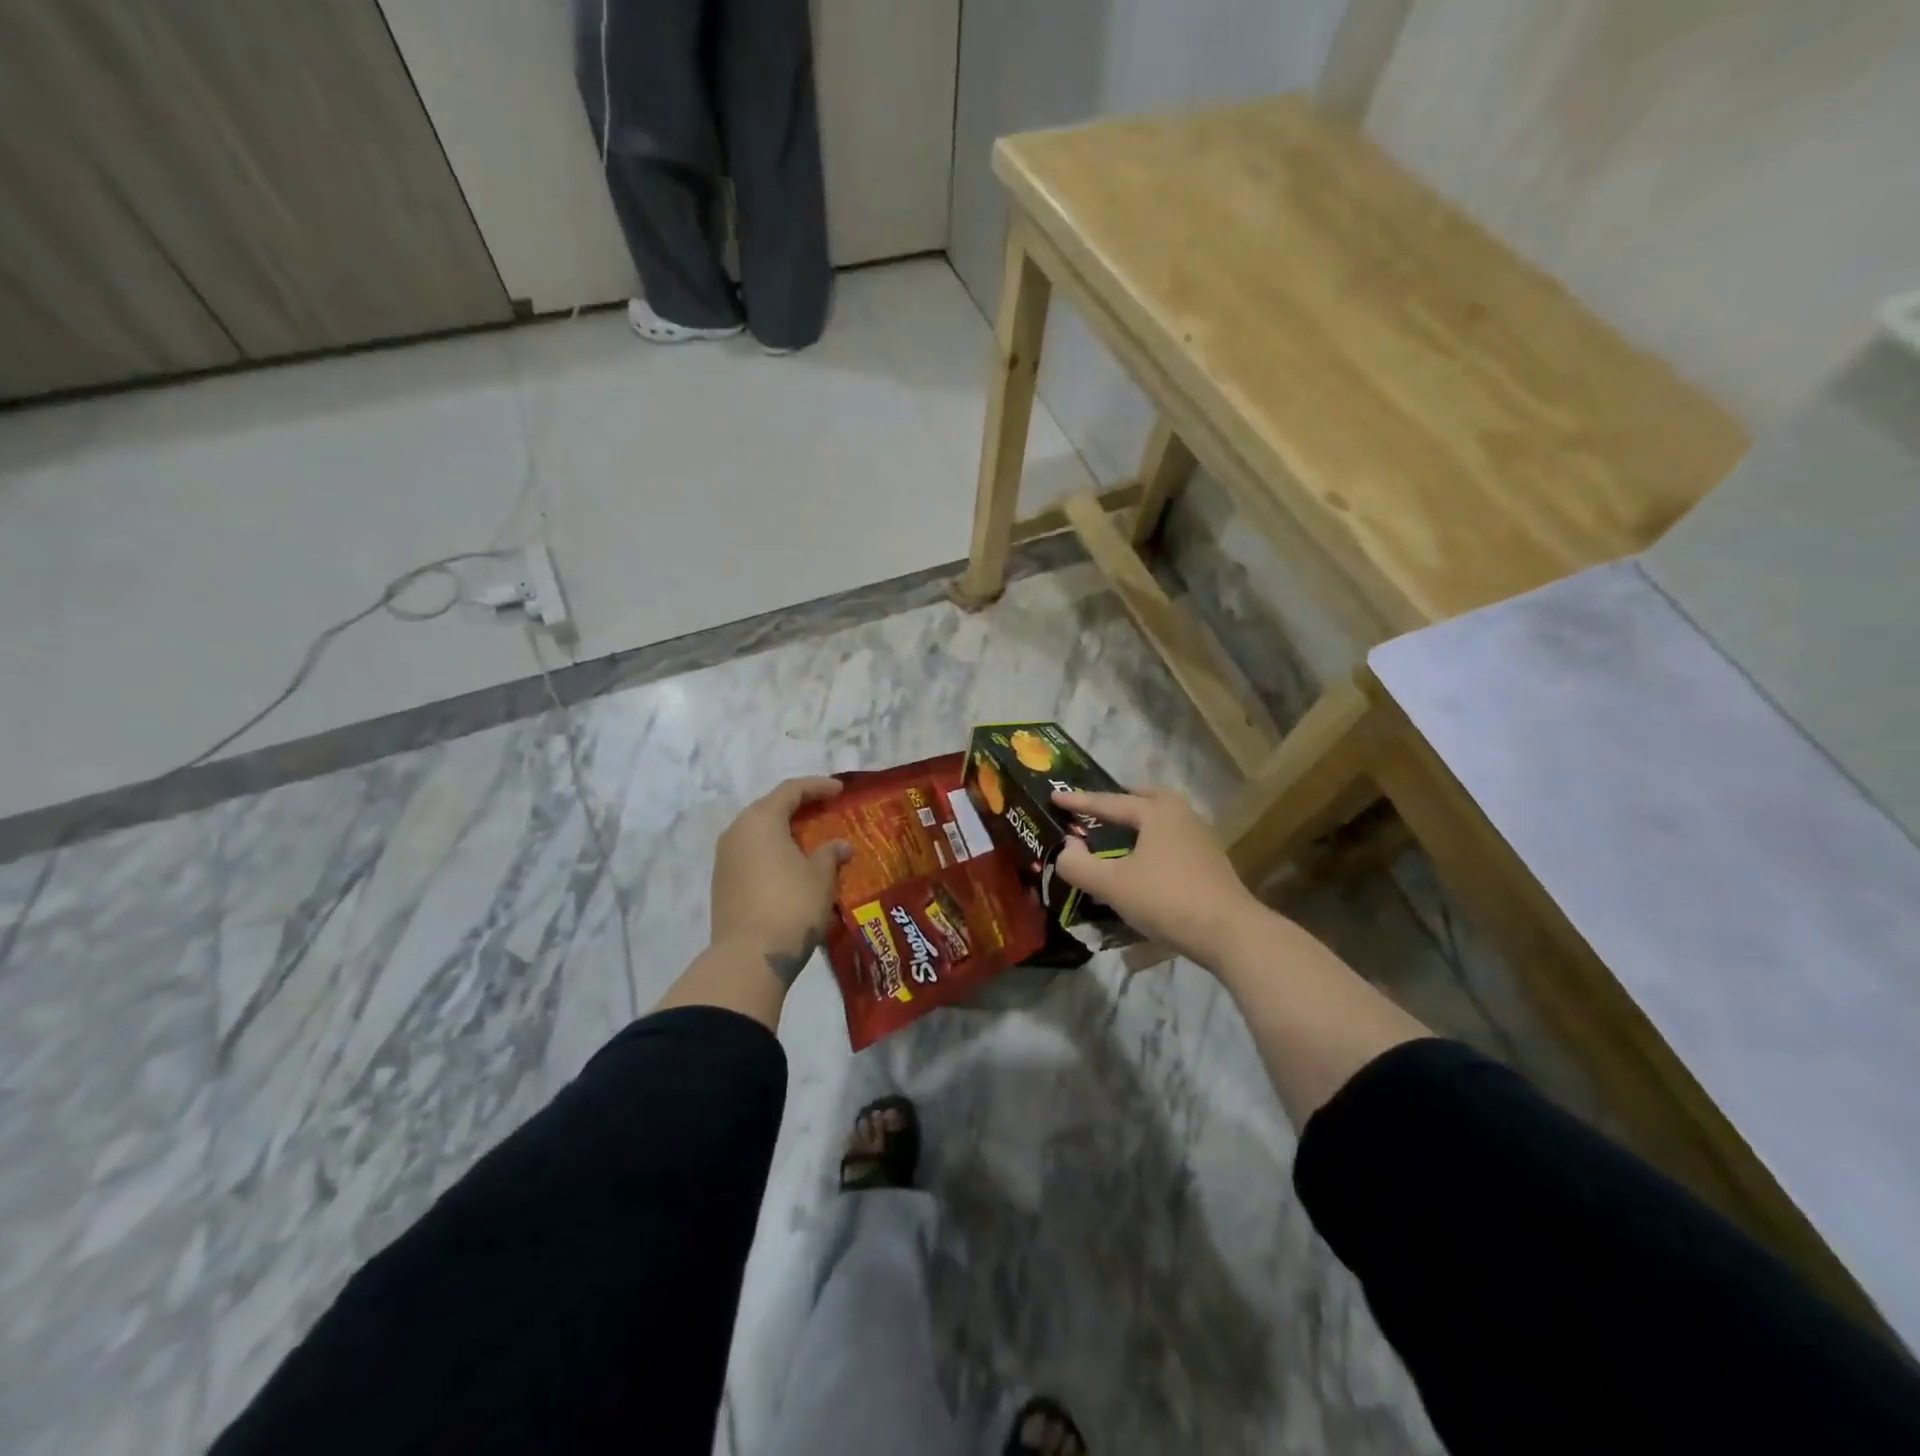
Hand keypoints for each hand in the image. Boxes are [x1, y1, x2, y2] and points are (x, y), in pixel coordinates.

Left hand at [711, 777, 850, 986]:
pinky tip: (791, 866)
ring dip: (783, 832)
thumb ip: (830, 854)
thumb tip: (839, 846)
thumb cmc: (791, 905)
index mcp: (761, 820)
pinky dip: (772, 853)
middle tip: (824, 811)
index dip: (817, 786)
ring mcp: (725, 859)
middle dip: (798, 807)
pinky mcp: (722, 884)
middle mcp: (737, 832)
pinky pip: (751, 855)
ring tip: (809, 841)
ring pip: (758, 833)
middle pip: (769, 808)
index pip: (791, 790)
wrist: (749, 957)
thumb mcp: (821, 877)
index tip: (840, 791)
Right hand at [1052, 786, 1261, 969]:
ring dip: (1140, 821)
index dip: (1079, 801)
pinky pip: (1174, 839)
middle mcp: (1182, 816)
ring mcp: (1202, 838)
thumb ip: (1079, 864)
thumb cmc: (1166, 899)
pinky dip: (1154, 841)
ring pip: (1164, 819)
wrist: (1229, 932)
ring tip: (1120, 834)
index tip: (1055, 797)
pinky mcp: (1212, 862)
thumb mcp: (1112, 885)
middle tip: (1099, 807)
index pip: (1110, 802)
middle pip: (1147, 798)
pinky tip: (1146, 861)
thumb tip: (1067, 847)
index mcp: (1157, 812)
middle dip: (1121, 801)